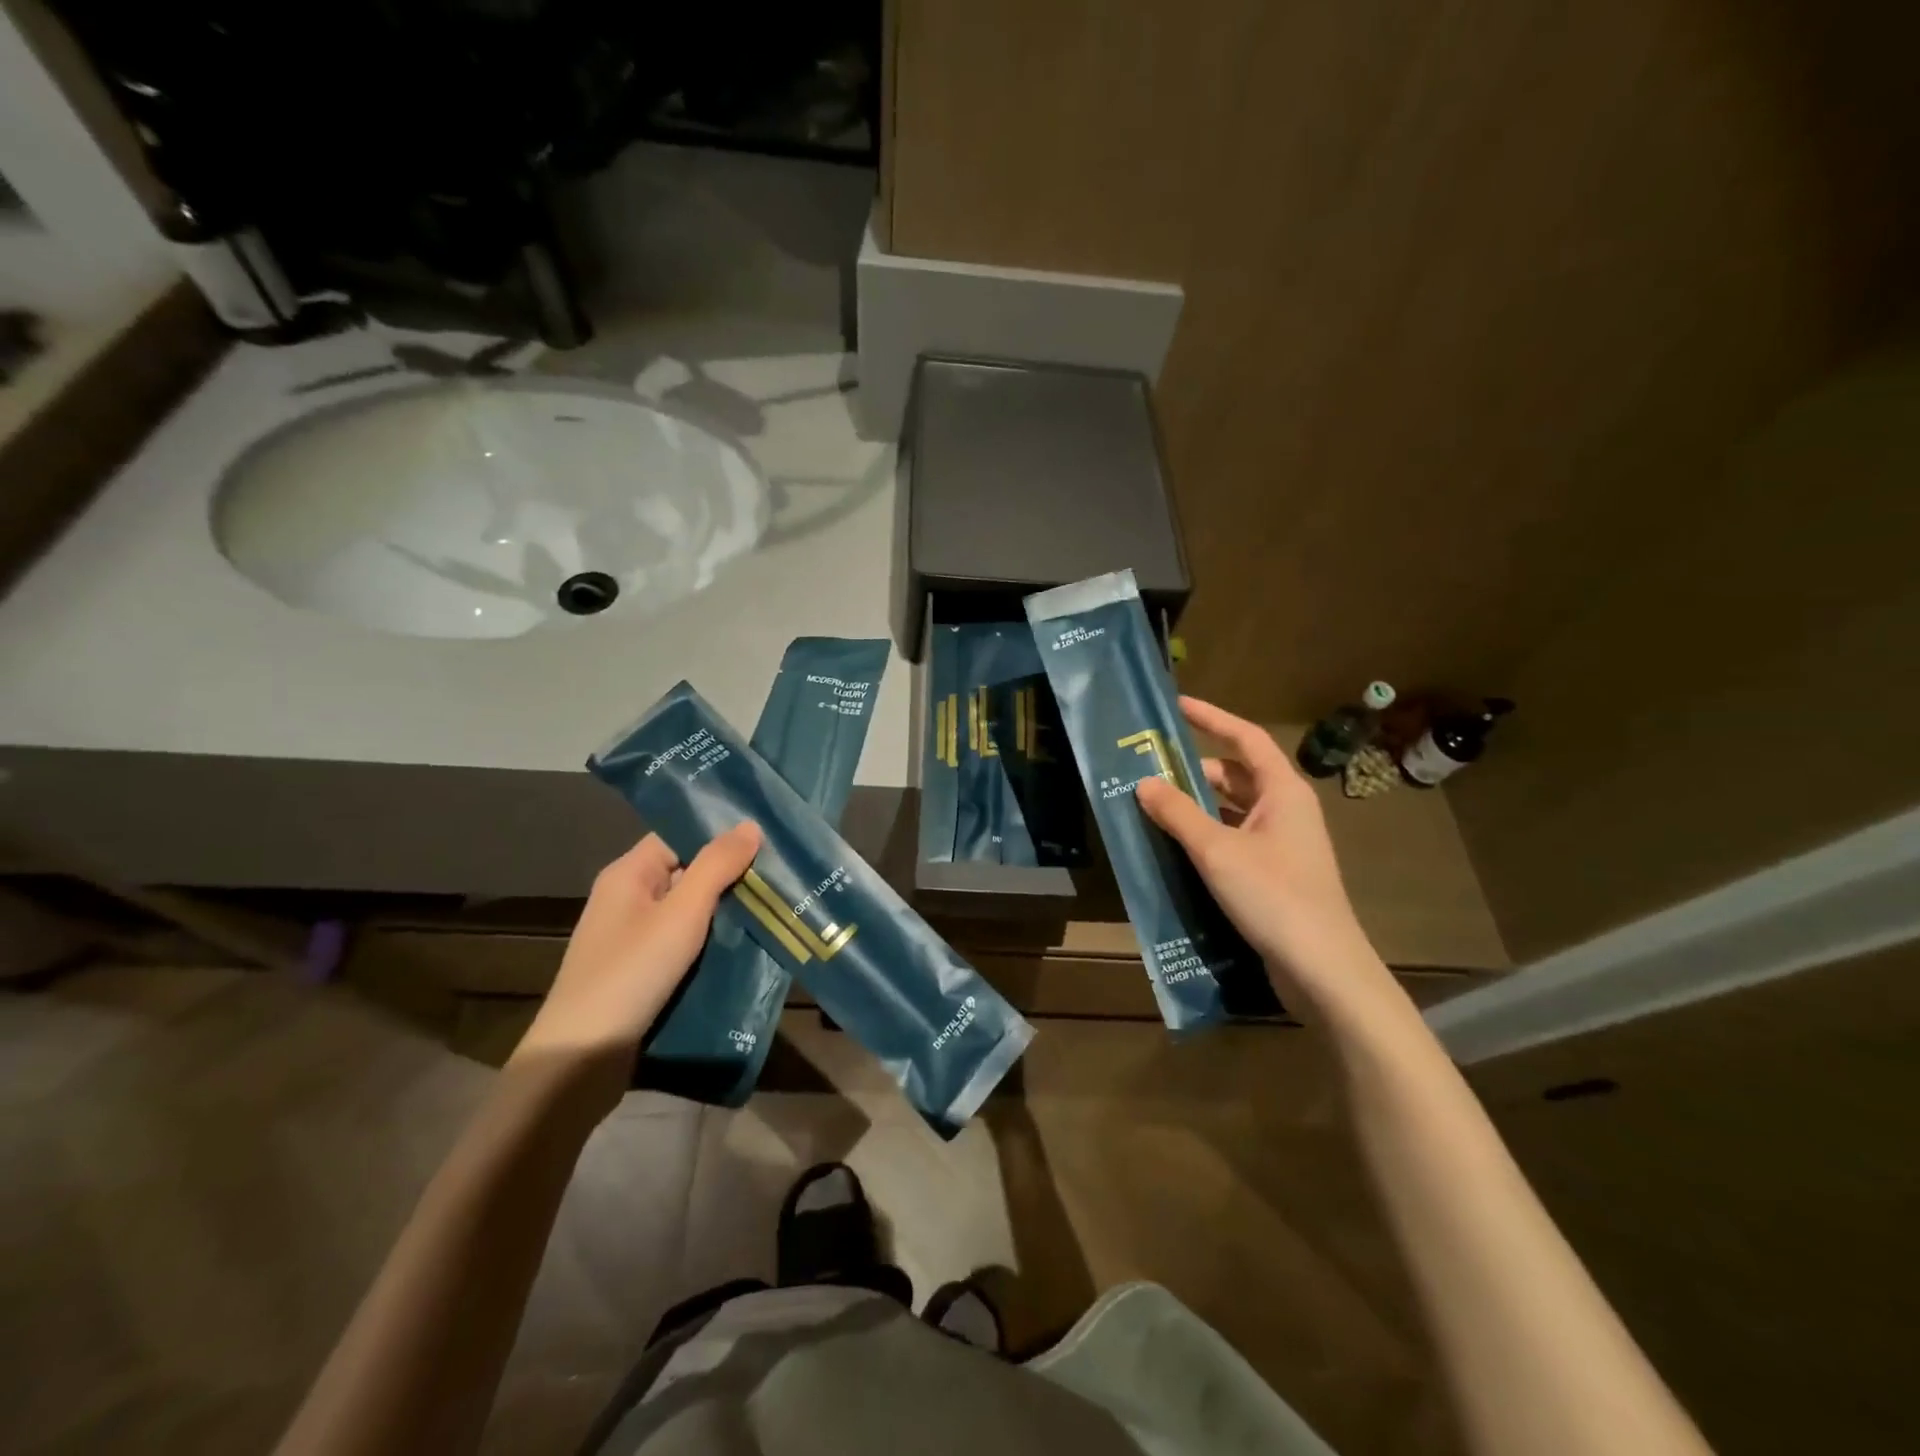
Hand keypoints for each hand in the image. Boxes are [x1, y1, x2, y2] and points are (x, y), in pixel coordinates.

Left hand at [512, 823, 761, 1089]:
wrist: (581, 1059)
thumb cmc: (631, 973)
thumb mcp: (682, 914)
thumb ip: (717, 866)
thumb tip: (750, 824)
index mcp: (628, 874)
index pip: (678, 837)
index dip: (719, 834)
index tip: (766, 838)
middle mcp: (627, 899)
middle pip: (687, 873)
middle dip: (731, 875)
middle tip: (781, 875)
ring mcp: (633, 938)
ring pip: (690, 912)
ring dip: (726, 912)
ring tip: (775, 908)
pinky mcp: (642, 972)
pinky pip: (684, 944)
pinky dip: (712, 943)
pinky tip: (748, 947)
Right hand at [1135, 698, 1398, 1026]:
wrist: (1322, 968)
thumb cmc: (1274, 896)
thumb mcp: (1217, 850)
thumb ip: (1178, 813)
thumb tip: (1144, 782)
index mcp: (1283, 791)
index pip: (1245, 738)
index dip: (1211, 718)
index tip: (1176, 705)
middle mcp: (1286, 810)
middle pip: (1235, 775)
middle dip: (1193, 770)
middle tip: (1147, 768)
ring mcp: (1282, 843)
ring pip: (1232, 809)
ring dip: (1196, 806)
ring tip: (1151, 805)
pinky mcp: (1274, 873)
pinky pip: (1233, 838)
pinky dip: (1205, 835)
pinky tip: (1174, 847)